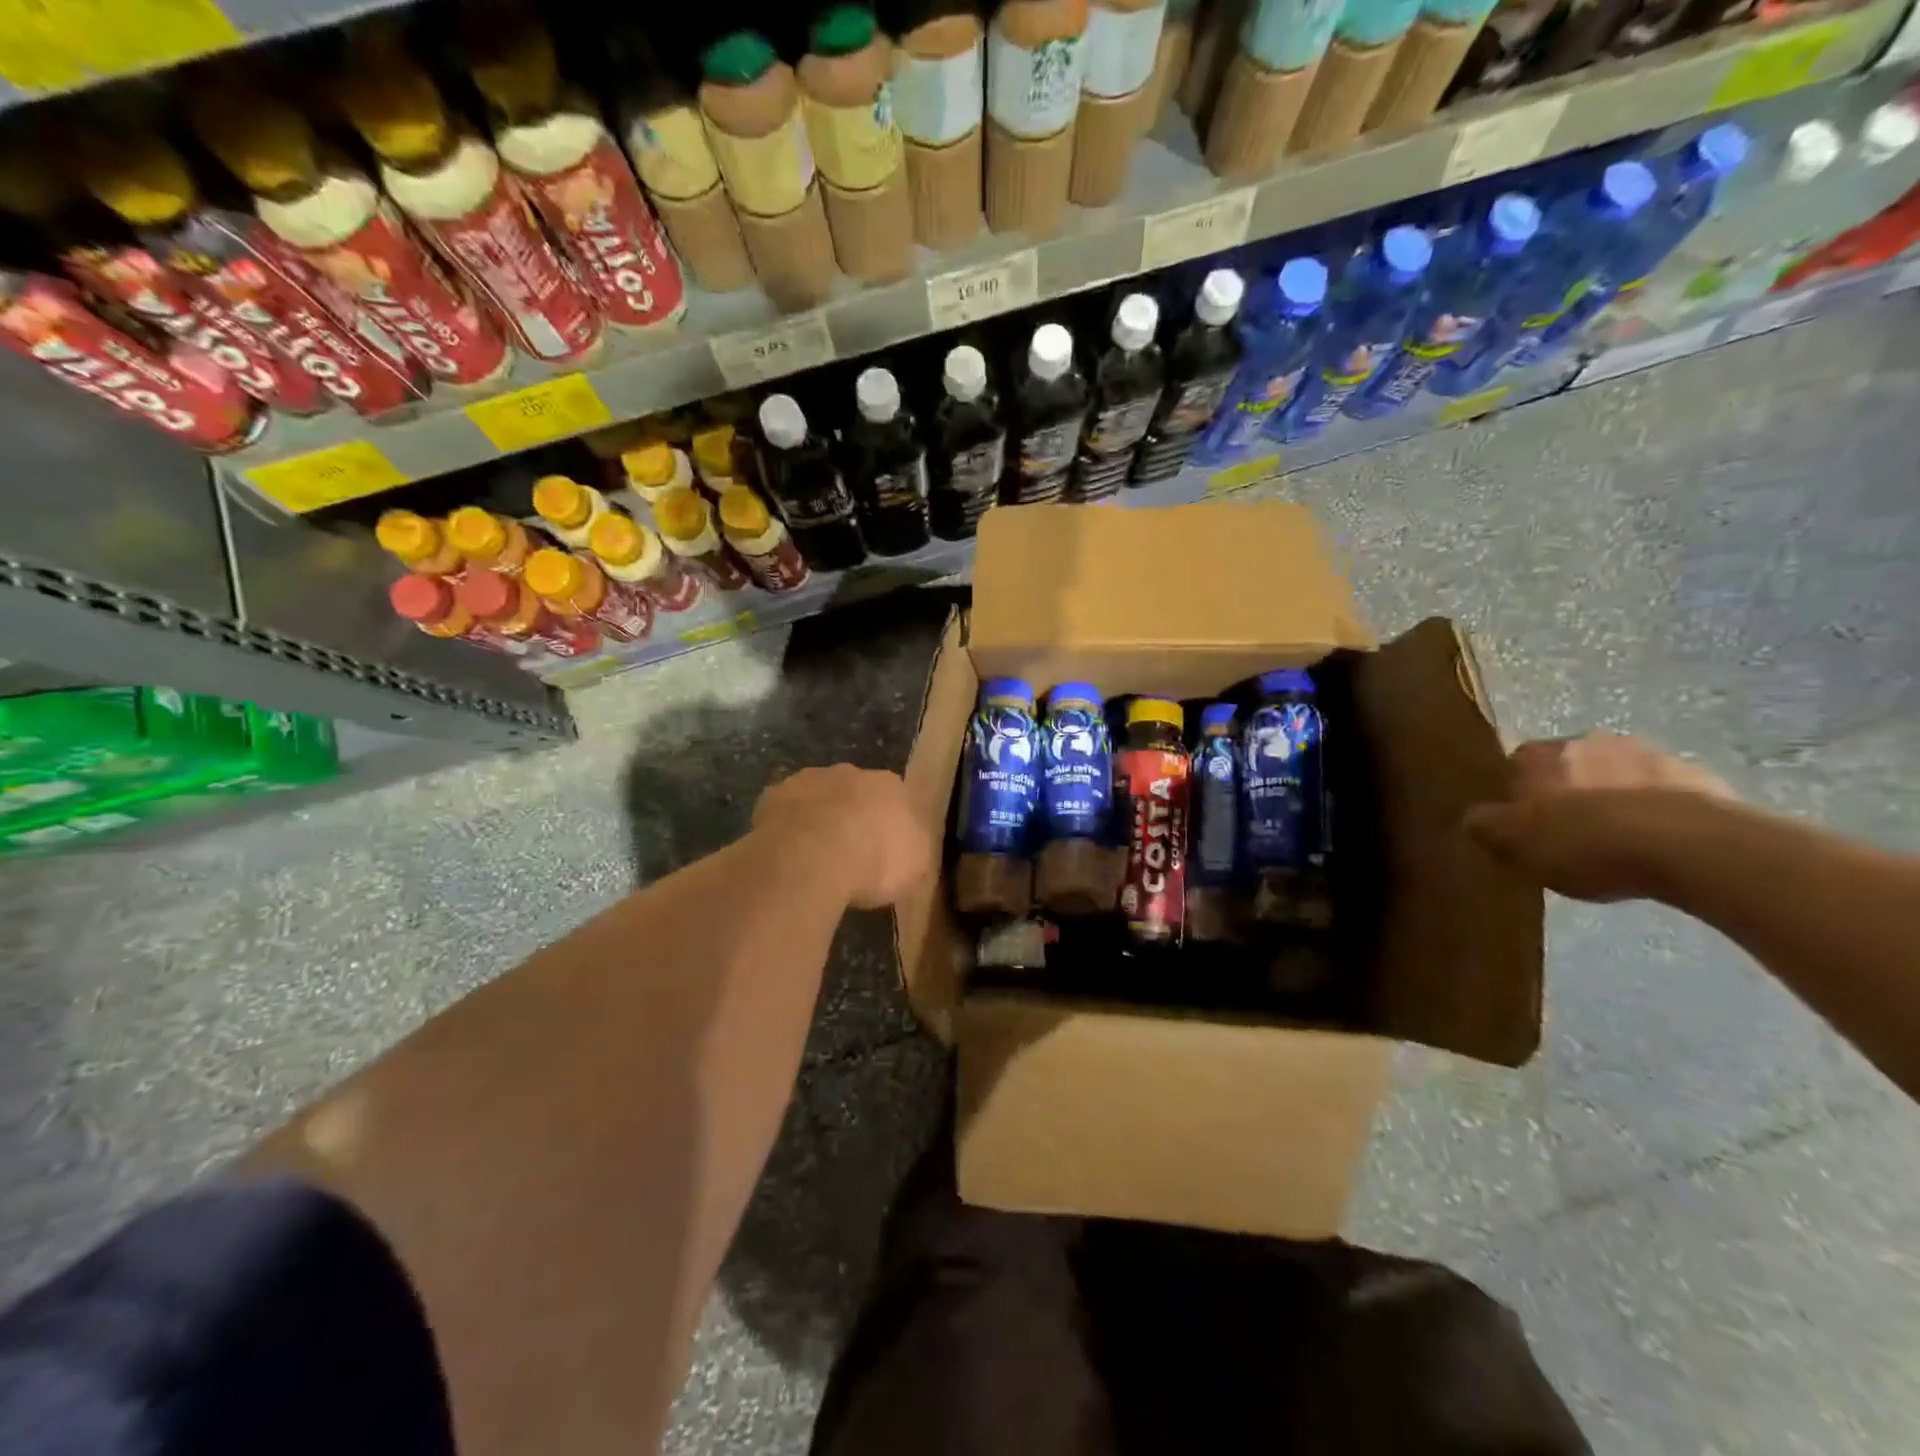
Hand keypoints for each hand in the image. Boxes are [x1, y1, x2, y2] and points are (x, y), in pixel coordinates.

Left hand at [753, 765, 931, 910]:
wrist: (812, 858)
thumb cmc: (873, 863)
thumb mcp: (915, 872)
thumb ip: (915, 856)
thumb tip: (913, 856)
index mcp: (891, 786)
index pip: (897, 799)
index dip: (890, 824)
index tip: (885, 851)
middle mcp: (852, 773)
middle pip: (856, 792)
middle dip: (854, 816)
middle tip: (850, 852)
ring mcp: (810, 779)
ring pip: (819, 796)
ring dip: (819, 817)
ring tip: (815, 855)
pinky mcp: (775, 794)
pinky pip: (785, 810)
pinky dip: (787, 826)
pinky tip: (786, 852)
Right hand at [1465, 732, 1736, 901]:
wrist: (1689, 846)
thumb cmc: (1583, 840)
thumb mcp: (1513, 842)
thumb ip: (1485, 825)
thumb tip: (1474, 816)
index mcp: (1540, 753)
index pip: (1516, 765)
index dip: (1519, 795)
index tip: (1526, 825)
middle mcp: (1589, 740)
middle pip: (1570, 767)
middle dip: (1571, 792)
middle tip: (1573, 834)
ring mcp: (1650, 754)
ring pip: (1619, 776)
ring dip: (1616, 799)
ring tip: (1621, 843)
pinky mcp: (1701, 776)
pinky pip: (1666, 794)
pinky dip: (1659, 813)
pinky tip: (1661, 846)